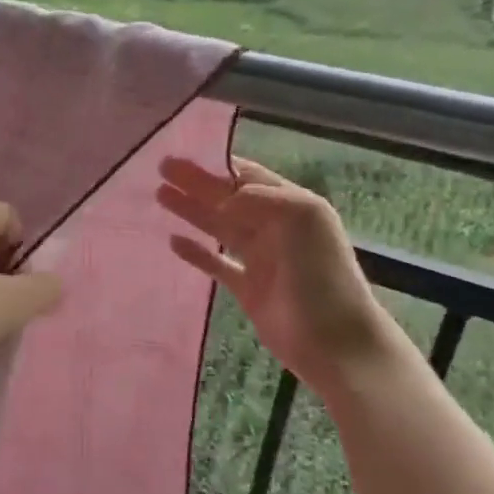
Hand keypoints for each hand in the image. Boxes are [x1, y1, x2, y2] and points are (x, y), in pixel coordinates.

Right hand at [157, 156, 386, 382]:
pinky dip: (196, 252)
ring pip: (219, 226)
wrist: (333, 340)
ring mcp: (260, 258)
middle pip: (228, 198)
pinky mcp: (248, 289)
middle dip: (196, 183)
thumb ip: (260, 199)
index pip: (248, 175)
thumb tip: (222, 200)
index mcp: (291, 205)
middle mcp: (274, 226)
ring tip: (160, 195)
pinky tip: (174, 241)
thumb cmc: (321, 274)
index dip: (218, 164)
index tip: (186, 152)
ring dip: (191, 210)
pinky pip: (216, 263)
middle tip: (162, 168)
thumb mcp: (301, 218)